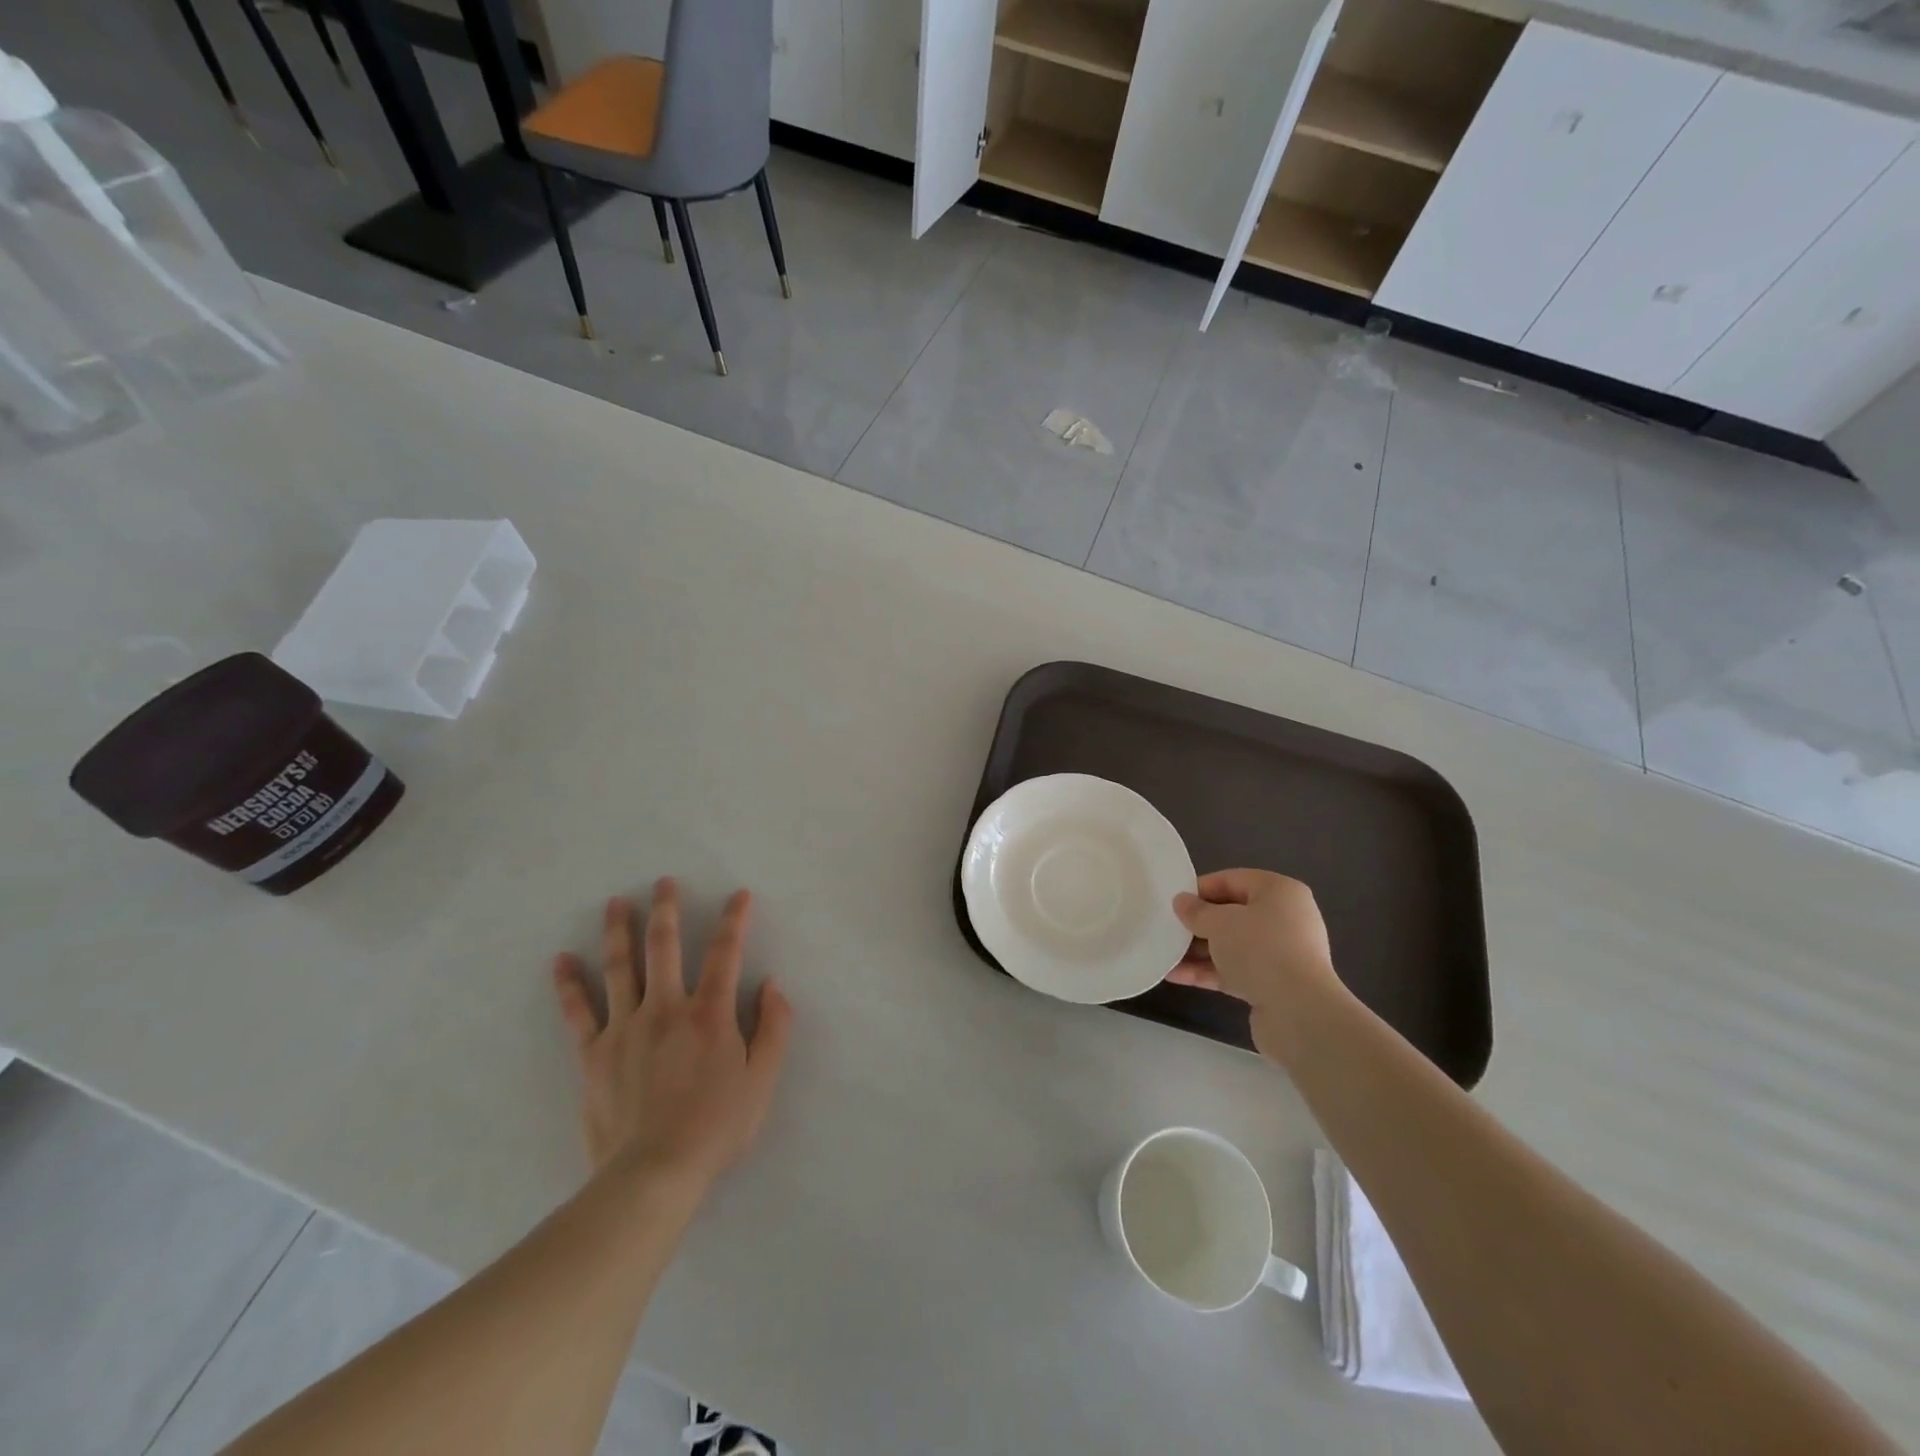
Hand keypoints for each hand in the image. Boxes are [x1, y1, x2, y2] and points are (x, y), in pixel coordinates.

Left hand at [552, 878, 791, 1194]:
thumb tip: (772, 984)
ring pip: (620, 967)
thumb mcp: (762, 1080)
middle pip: (665, 947)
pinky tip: (561, 960)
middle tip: (663, 882)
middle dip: (666, 910)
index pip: (725, 953)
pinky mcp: (593, 1054)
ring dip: (618, 931)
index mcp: (710, 1013)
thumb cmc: (716, 1127)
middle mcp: (666, 1008)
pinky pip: (578, 1012)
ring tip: (616, 902)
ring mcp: (625, 1028)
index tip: (739, 894)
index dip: (734, 920)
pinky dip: (569, 984)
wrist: (652, 1174)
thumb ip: (774, 1027)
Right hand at [1168, 869, 1342, 1055]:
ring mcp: (1280, 954)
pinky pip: (1235, 970)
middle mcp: (1285, 919)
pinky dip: (1208, 971)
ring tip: (1164, 954)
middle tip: (1168, 928)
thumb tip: (1181, 902)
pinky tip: (1175, 976)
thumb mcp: (1219, 922)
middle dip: (1198, 923)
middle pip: (1232, 914)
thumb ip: (1196, 911)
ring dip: (1198, 950)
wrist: (1298, 1012)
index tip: (1173, 902)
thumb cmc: (1259, 949)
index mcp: (1279, 892)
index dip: (1200, 889)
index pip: (1232, 880)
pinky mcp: (1273, 984)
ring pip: (1231, 945)